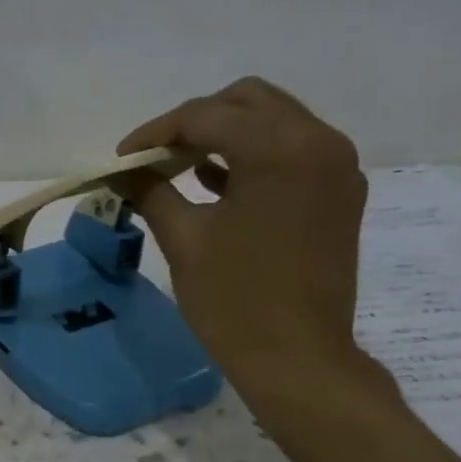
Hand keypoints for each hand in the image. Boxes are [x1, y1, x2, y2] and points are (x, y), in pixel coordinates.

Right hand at [115, 77, 381, 406]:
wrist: (297, 359)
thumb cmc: (235, 301)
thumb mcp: (185, 240)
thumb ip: (151, 191)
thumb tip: (121, 170)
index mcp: (281, 148)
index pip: (207, 116)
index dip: (156, 132)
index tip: (120, 157)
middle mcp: (320, 142)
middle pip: (248, 101)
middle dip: (196, 121)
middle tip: (154, 156)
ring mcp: (337, 168)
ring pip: (274, 123)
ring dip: (225, 136)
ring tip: (178, 167)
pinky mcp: (339, 195)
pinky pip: (292, 153)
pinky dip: (253, 157)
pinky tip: (215, 184)